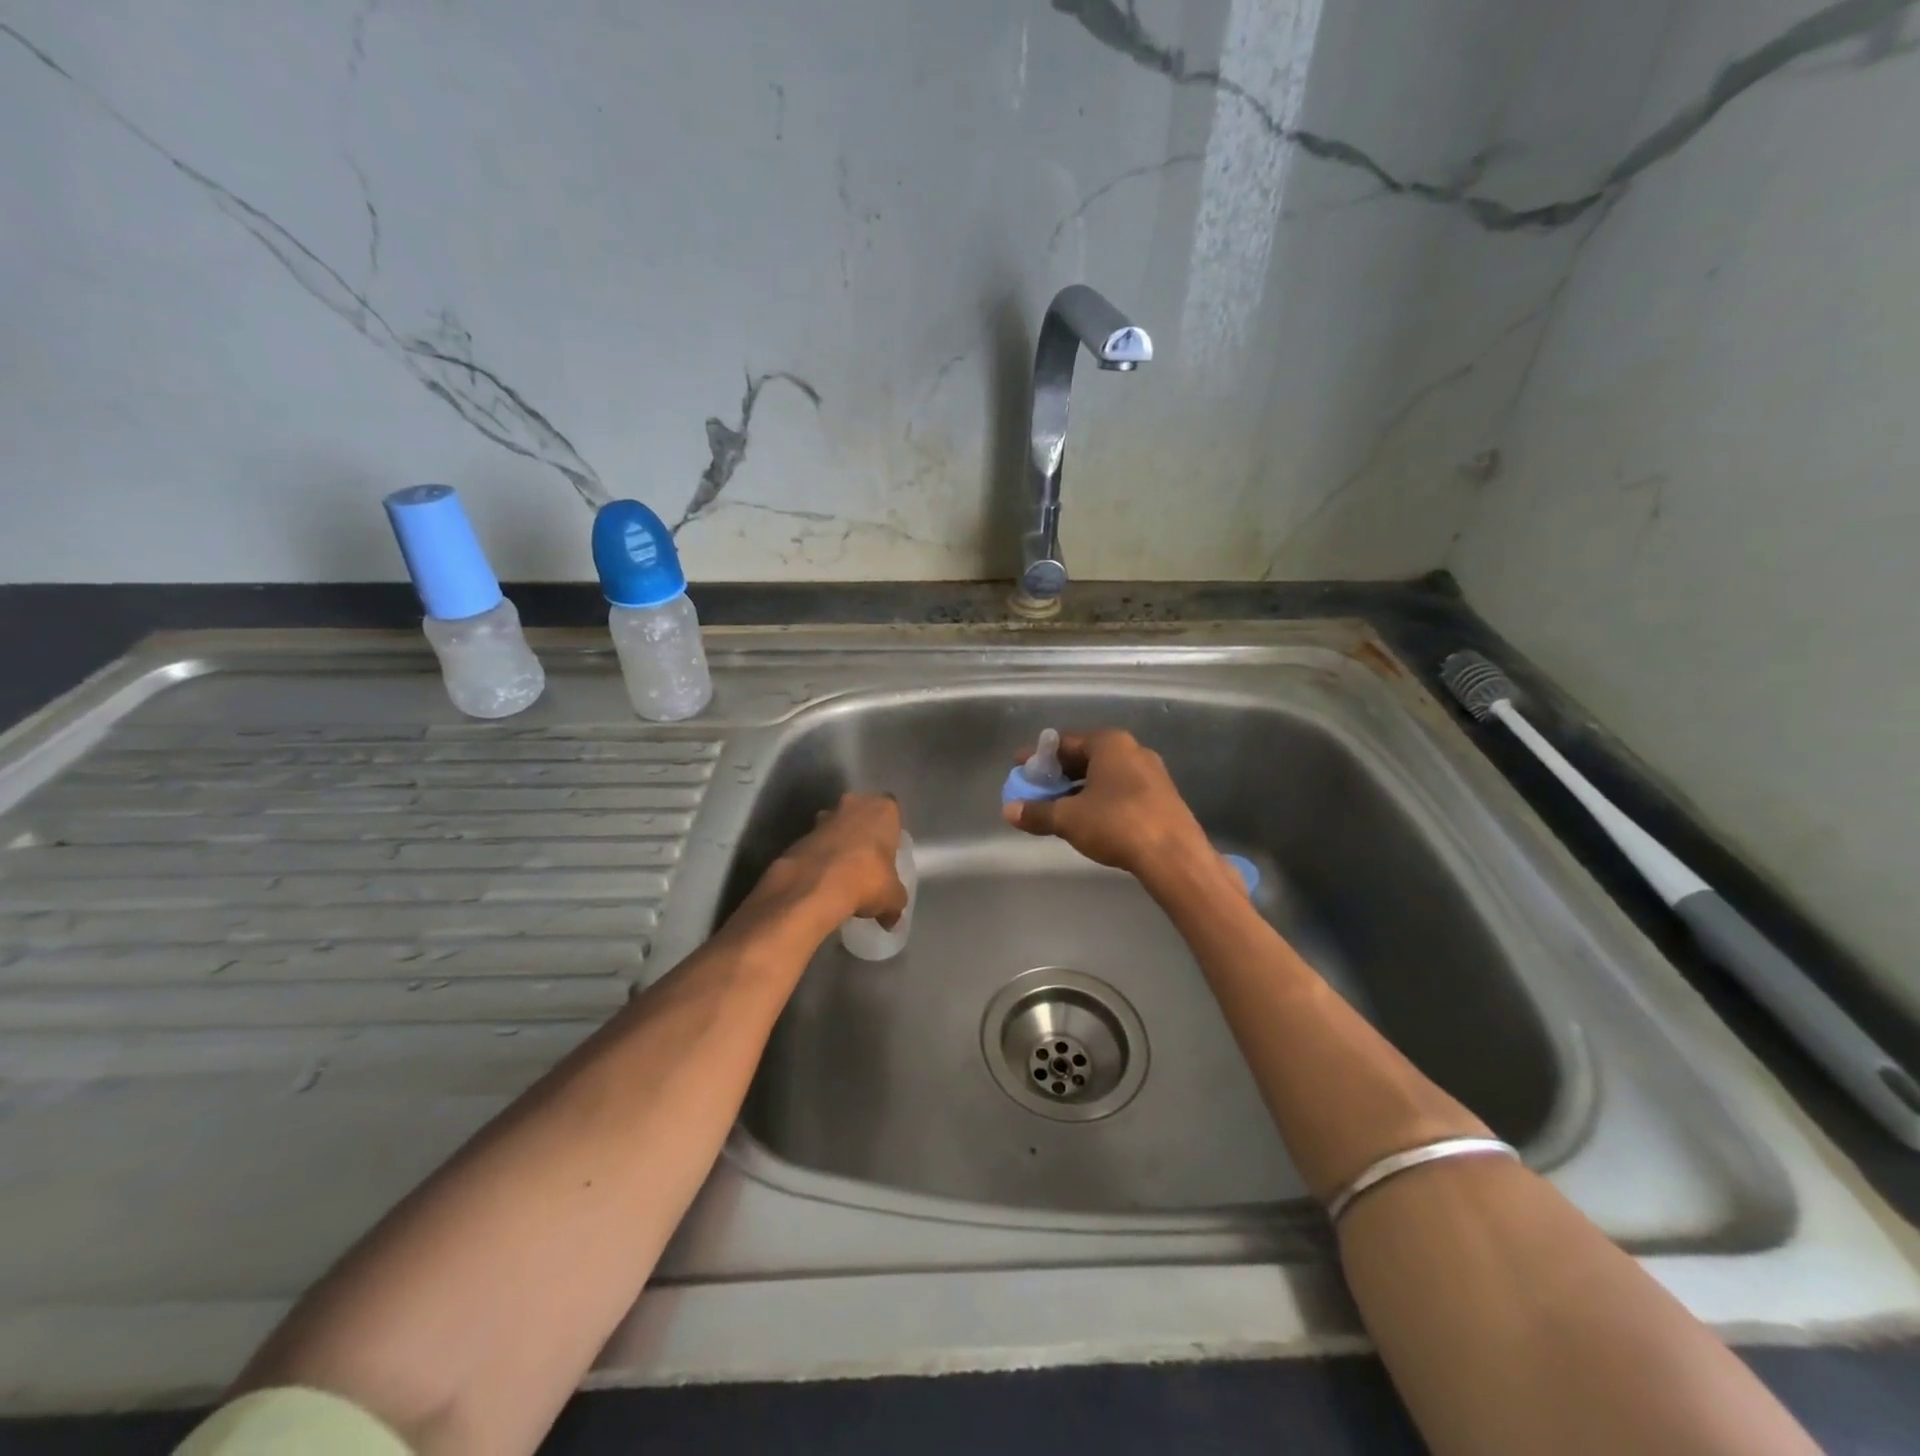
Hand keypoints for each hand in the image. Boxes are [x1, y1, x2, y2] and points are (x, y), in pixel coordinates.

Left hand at [759, 791, 907, 927]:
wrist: (814, 886)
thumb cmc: (867, 879)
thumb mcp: (892, 897)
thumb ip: (895, 903)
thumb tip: (892, 920)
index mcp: (883, 809)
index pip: (891, 812)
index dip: (889, 831)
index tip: (888, 852)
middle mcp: (853, 804)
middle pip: (861, 814)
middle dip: (862, 833)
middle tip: (867, 861)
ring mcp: (823, 818)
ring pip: (835, 827)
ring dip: (838, 844)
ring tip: (842, 874)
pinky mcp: (800, 836)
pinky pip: (815, 845)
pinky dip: (818, 859)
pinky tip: (822, 882)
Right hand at [1000, 729, 1209, 878]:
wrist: (1174, 856)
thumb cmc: (1116, 824)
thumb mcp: (1068, 818)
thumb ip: (1037, 812)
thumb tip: (1009, 811)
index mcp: (1109, 743)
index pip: (1064, 742)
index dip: (1038, 757)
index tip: (1019, 769)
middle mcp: (1132, 750)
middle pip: (1085, 756)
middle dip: (1058, 774)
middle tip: (1036, 789)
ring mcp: (1151, 773)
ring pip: (1104, 775)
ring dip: (1078, 788)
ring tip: (1058, 807)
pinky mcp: (1162, 797)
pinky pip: (1121, 790)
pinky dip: (1099, 799)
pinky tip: (1088, 819)